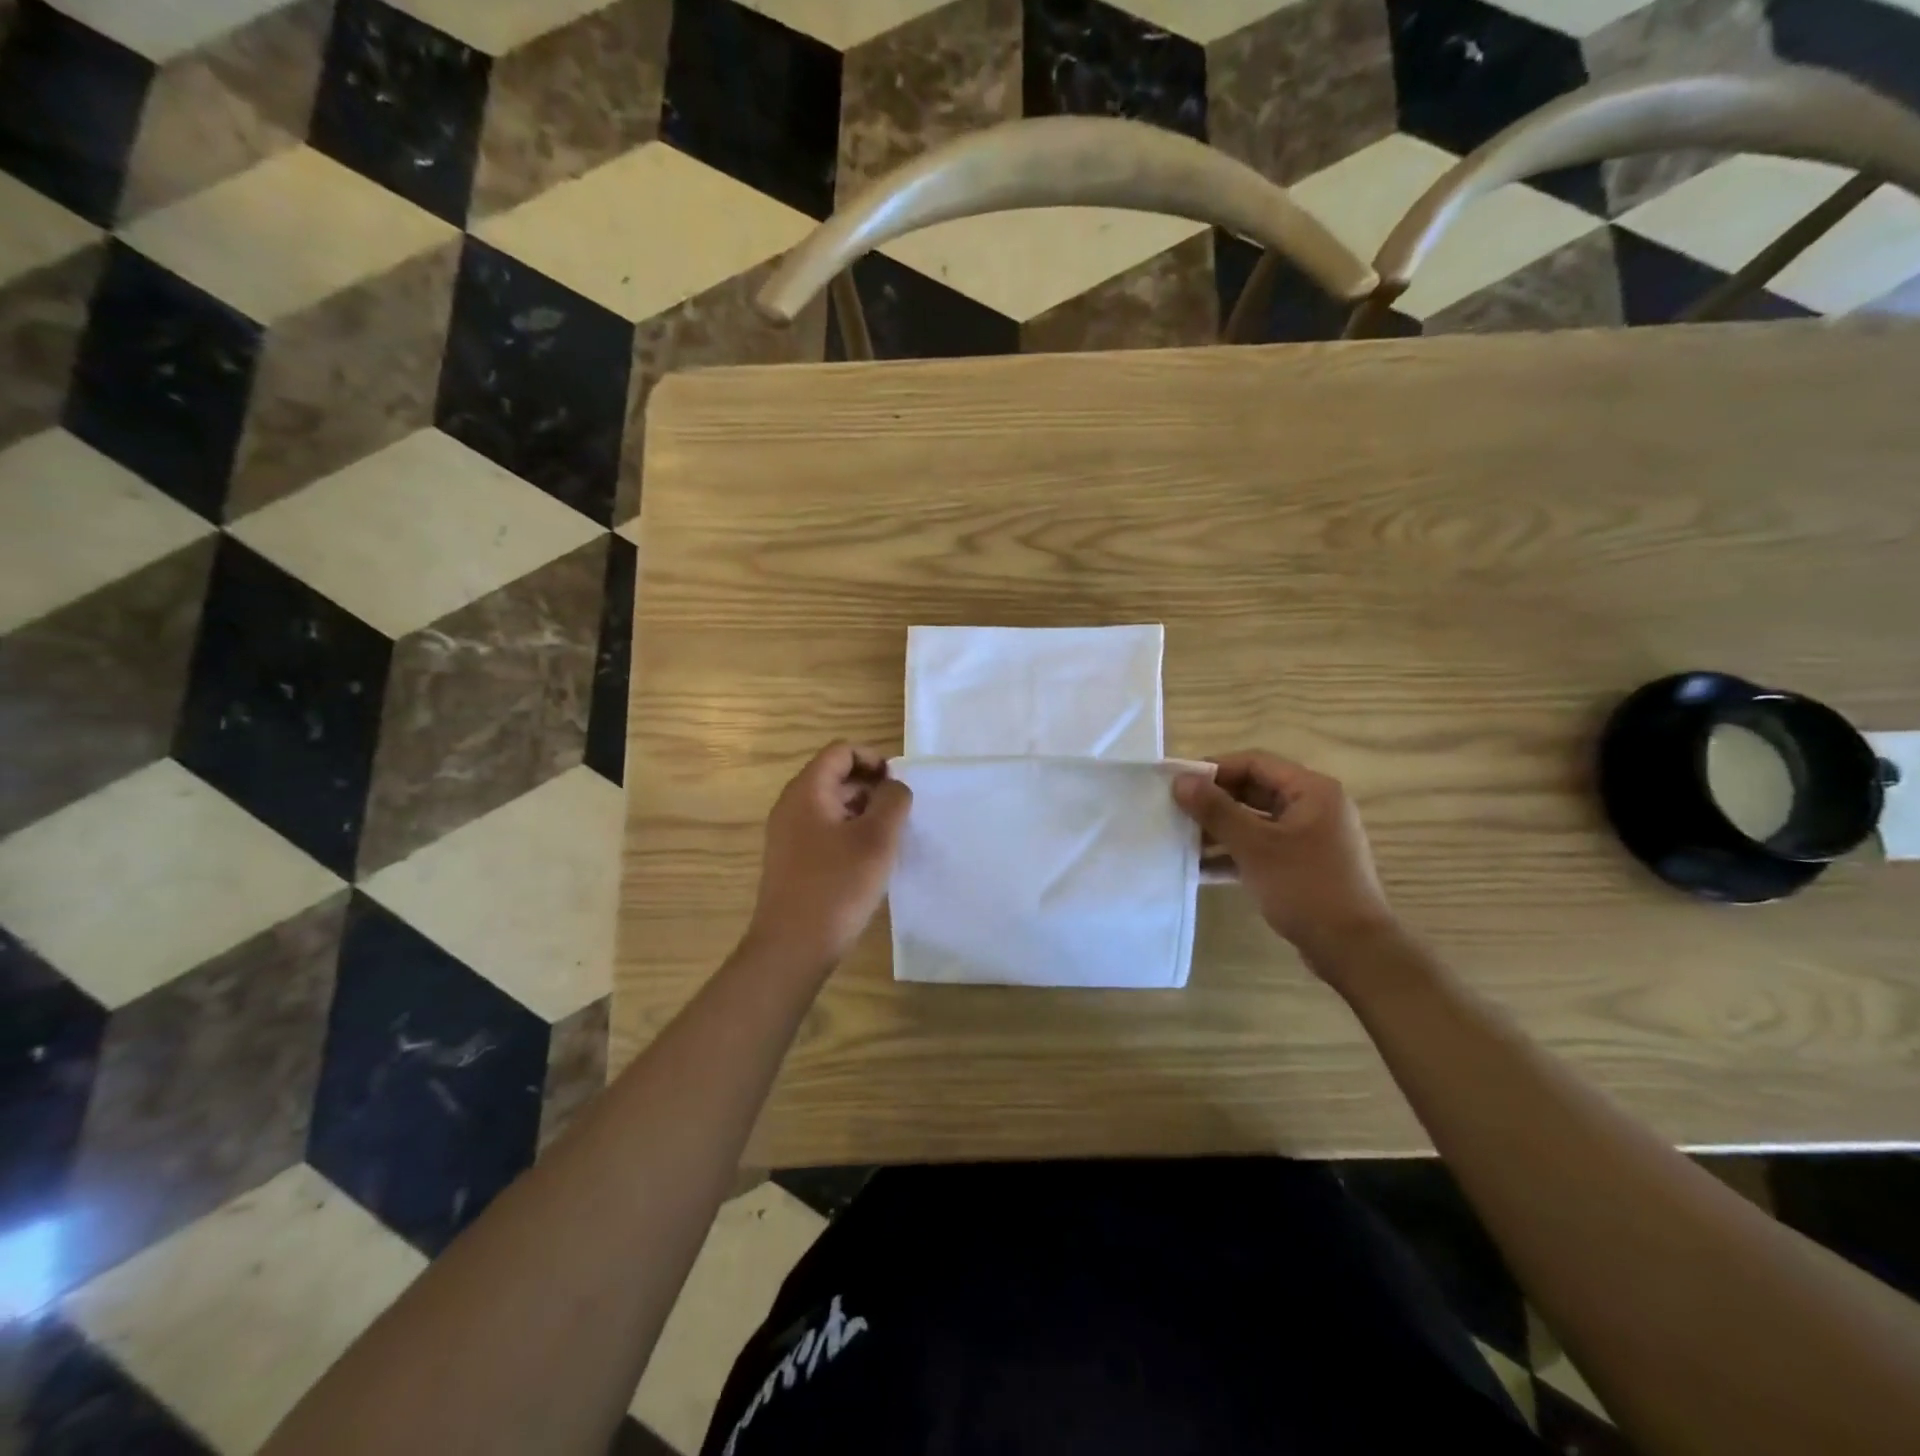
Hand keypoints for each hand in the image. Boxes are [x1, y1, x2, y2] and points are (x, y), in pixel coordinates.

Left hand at [745, 742, 911, 973]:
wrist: (792, 947)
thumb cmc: (837, 886)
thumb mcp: (877, 839)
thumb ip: (893, 801)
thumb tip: (894, 787)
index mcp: (807, 791)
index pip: (841, 751)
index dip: (873, 759)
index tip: (899, 785)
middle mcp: (791, 805)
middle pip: (834, 775)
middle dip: (871, 786)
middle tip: (900, 814)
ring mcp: (787, 834)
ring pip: (831, 805)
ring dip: (862, 811)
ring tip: (889, 838)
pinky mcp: (791, 860)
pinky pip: (823, 830)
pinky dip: (848, 832)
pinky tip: (868, 861)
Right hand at [1173, 752, 1394, 957]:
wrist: (1353, 950)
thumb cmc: (1305, 887)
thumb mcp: (1254, 846)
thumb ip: (1216, 810)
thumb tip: (1180, 781)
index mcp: (1312, 791)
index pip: (1254, 763)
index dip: (1213, 769)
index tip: (1177, 782)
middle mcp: (1314, 807)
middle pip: (1254, 791)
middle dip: (1214, 802)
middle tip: (1174, 810)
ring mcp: (1310, 838)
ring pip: (1256, 821)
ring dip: (1220, 829)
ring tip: (1181, 840)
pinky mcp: (1303, 865)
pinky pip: (1262, 847)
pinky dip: (1234, 853)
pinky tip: (1201, 868)